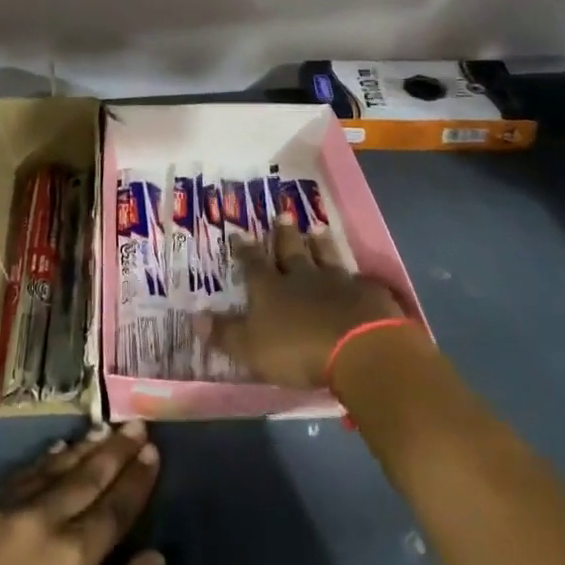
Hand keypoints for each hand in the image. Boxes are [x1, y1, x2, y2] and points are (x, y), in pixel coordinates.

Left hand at [0, 421, 165, 564]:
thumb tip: (155, 558)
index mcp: (75, 556)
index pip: (116, 506)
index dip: (137, 478)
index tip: (153, 451)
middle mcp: (44, 519)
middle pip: (88, 477)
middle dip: (116, 450)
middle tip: (136, 426)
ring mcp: (7, 509)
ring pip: (54, 469)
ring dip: (83, 448)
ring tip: (104, 429)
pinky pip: (19, 474)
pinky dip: (44, 460)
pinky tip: (57, 449)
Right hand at [198, 220, 404, 388]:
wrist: (361, 348)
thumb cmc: (299, 350)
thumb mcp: (251, 348)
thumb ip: (225, 334)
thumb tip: (195, 317)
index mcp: (271, 289)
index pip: (253, 264)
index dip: (245, 250)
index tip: (239, 233)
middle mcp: (303, 277)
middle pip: (291, 251)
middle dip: (284, 234)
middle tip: (283, 214)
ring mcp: (338, 282)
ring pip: (326, 256)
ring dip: (320, 244)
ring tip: (317, 229)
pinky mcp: (369, 294)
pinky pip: (360, 280)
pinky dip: (356, 276)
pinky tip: (359, 275)